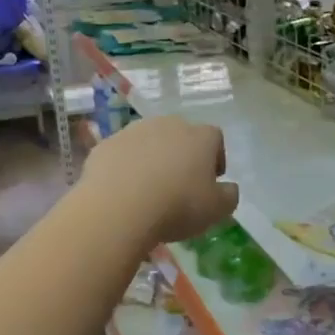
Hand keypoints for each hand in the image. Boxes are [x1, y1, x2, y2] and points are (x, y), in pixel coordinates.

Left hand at [83, 117, 237, 246]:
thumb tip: (228, 188)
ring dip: (152, 159)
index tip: (211, 181)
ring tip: (149, 189)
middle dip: (183, 156)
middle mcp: (168, 124)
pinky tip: (124, 190)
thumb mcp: (217, 210)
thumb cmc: (177, 206)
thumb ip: (229, 196)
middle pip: (181, 135)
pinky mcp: (106, 144)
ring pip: (149, 142)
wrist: (118, 206)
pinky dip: (125, 167)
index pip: (215, 138)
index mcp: (200, 136)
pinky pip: (122, 154)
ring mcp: (133, 131)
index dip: (216, 158)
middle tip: (180, 185)